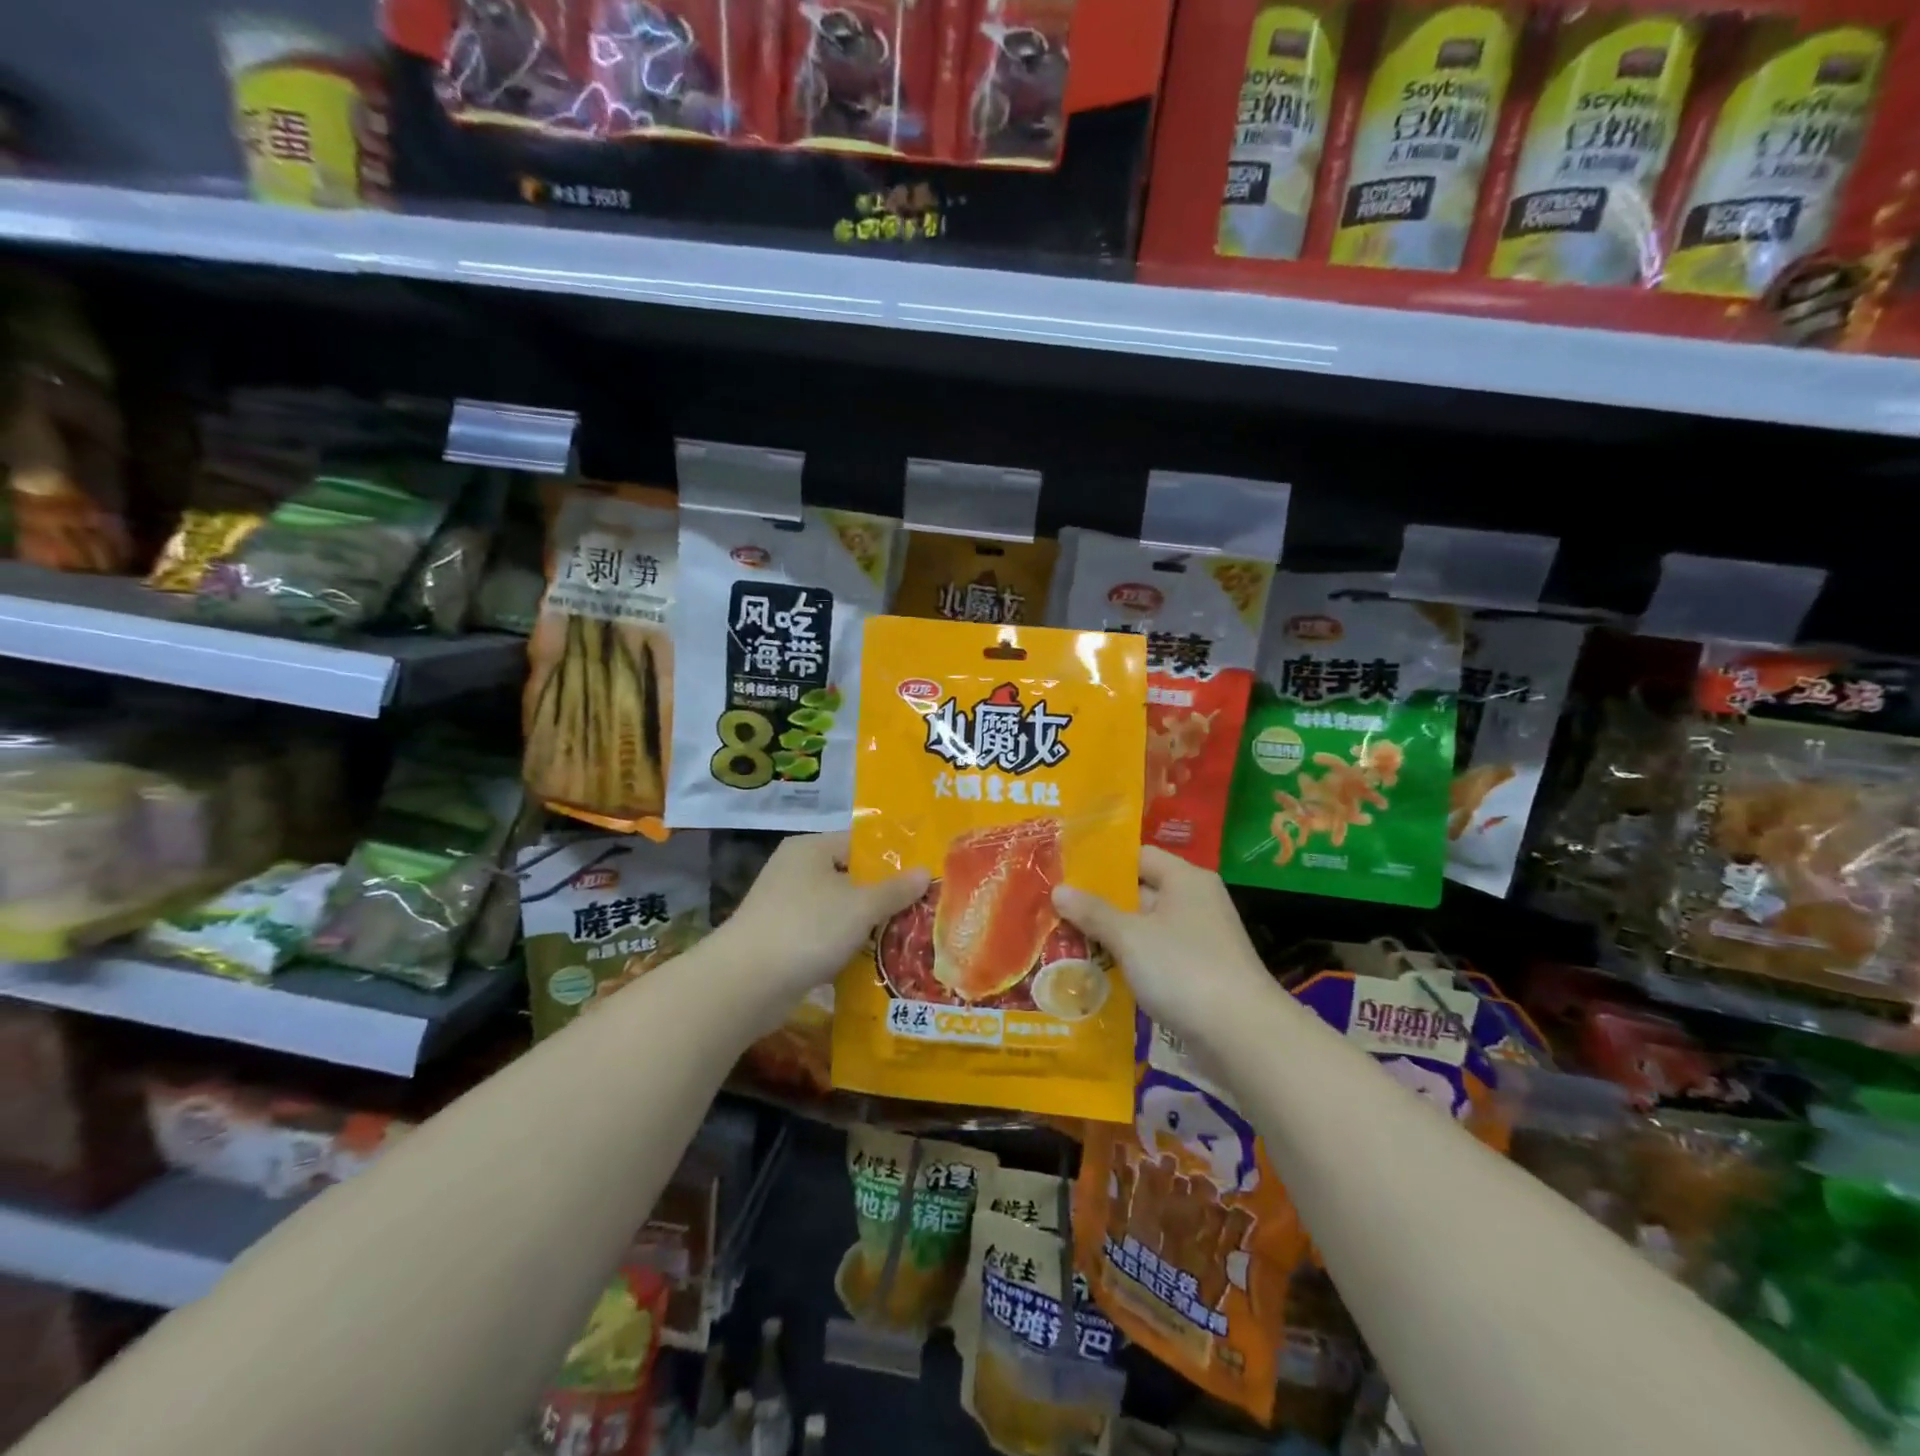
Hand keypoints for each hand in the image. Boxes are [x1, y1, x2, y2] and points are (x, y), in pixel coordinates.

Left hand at [716, 831, 928, 1003]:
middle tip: (924, 908)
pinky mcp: (783, 940)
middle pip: (851, 876)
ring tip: (908, 936)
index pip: (861, 843)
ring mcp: (786, 906)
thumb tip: (926, 871)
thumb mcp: (860, 907)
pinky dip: (846, 945)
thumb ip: (895, 890)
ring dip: (867, 924)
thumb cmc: (807, 929)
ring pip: (839, 909)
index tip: (926, 875)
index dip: (894, 858)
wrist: (745, 984)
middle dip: (885, 895)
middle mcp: (796, 870)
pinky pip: (825, 935)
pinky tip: (875, 960)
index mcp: (811, 849)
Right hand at [1052, 847, 1274, 1045]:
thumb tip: (1058, 889)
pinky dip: (1129, 962)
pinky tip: (1096, 973)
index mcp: (1185, 879)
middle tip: (1055, 910)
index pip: (1138, 856)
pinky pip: (1155, 958)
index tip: (1064, 872)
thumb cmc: (1183, 969)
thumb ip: (1093, 912)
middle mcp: (1195, 902)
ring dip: (1110, 937)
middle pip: (1139, 892)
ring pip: (1144, 929)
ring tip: (1064, 941)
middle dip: (1099, 904)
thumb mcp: (1130, 937)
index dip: (1102, 862)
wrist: (1243, 1036)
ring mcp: (1198, 940)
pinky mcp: (1197, 974)